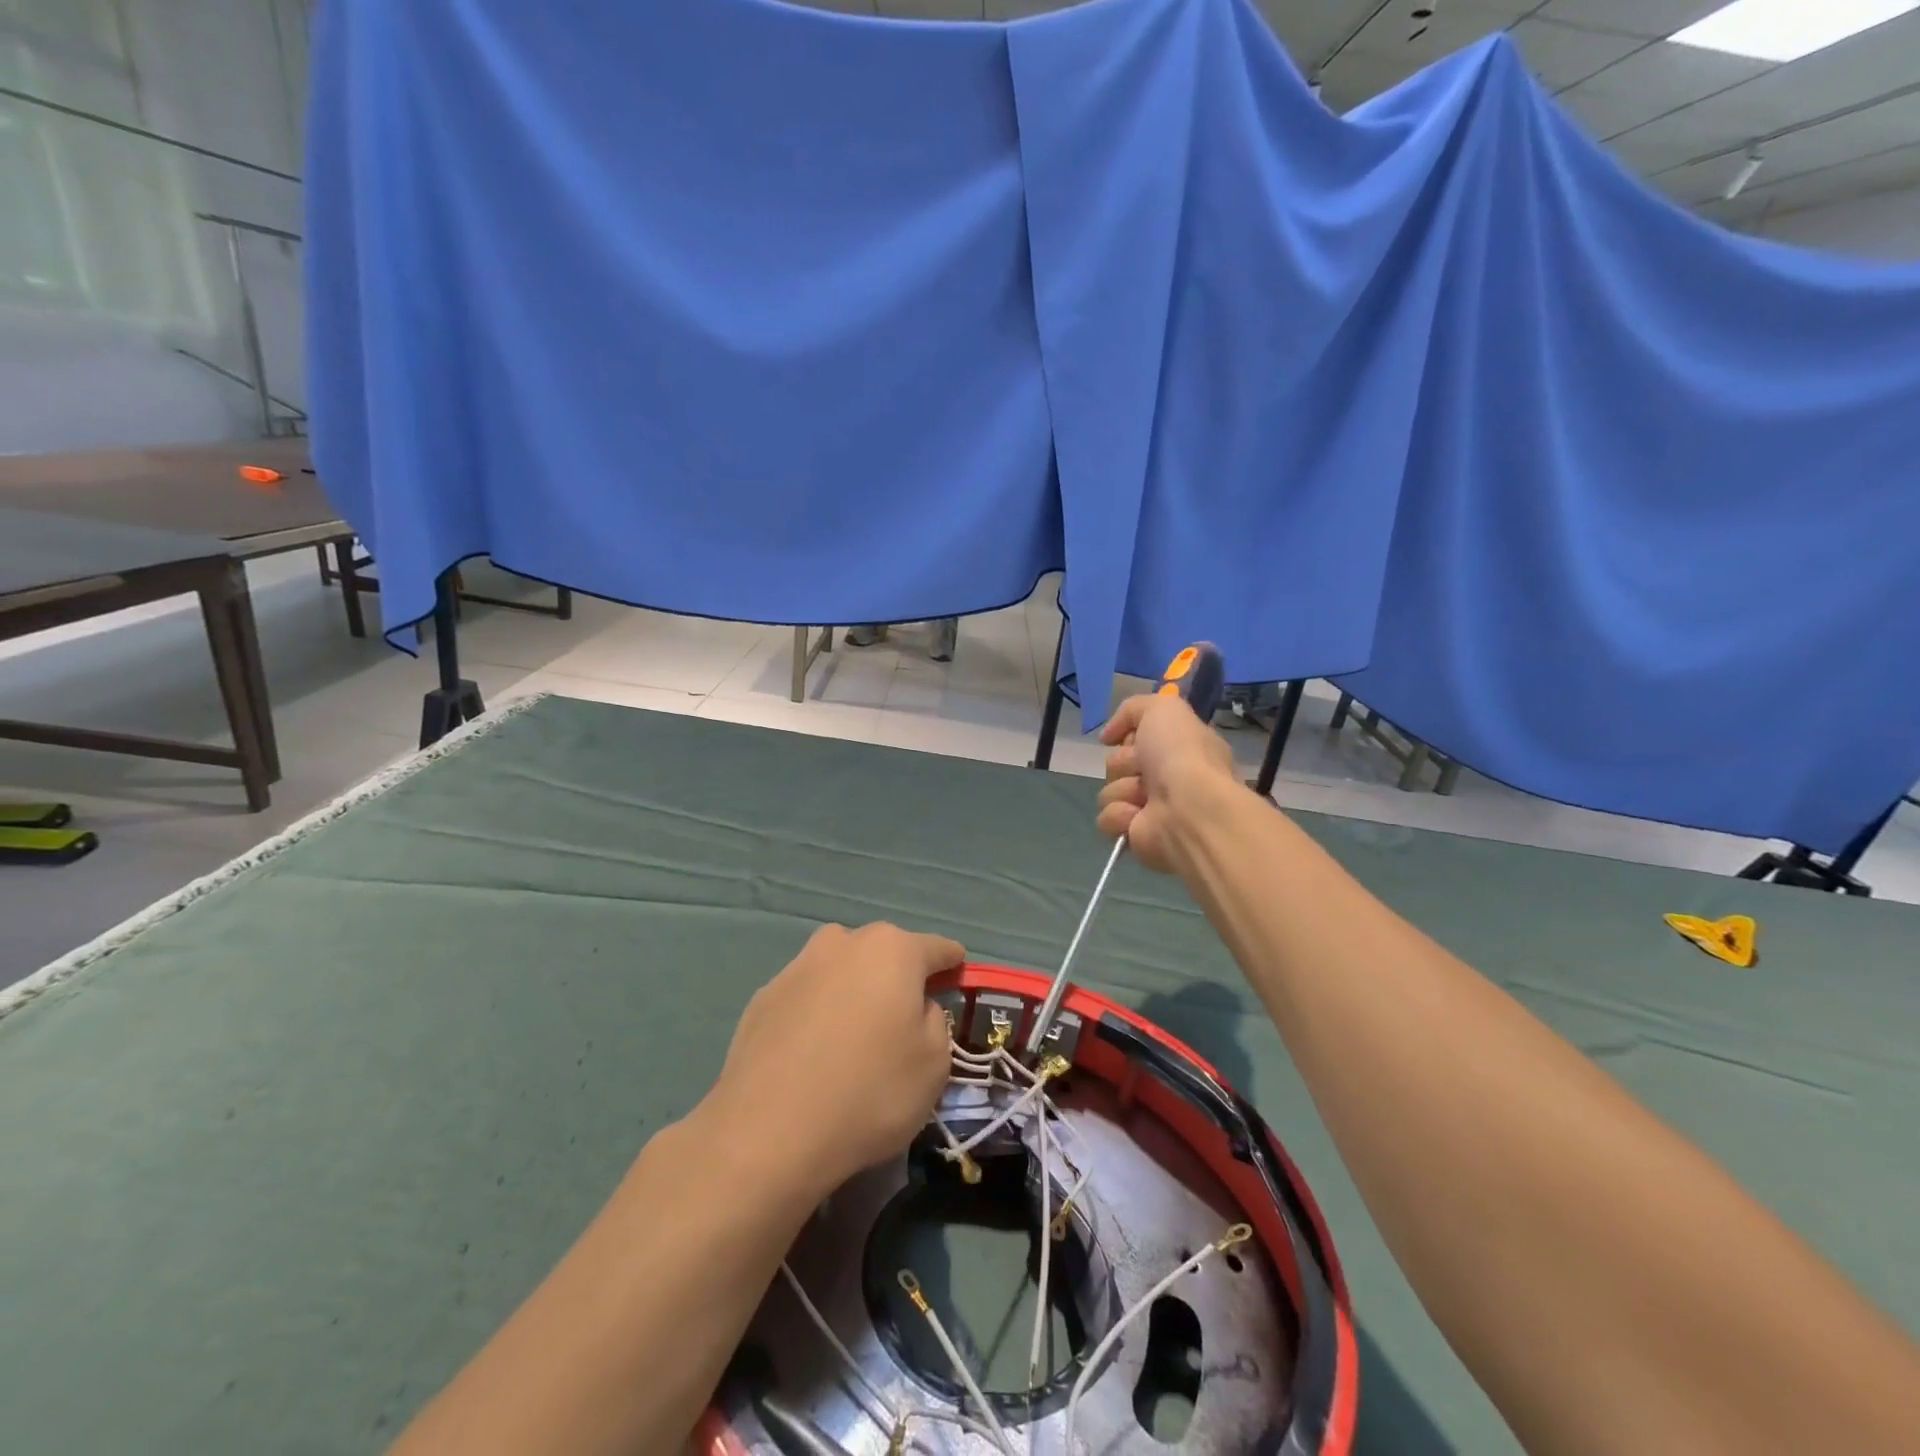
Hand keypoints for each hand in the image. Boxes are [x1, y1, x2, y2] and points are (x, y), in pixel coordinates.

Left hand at [704, 923, 962, 1196]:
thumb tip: (915, 1007)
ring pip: (842, 970)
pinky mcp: (764, 995)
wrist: (769, 1131)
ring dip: (854, 992)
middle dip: (898, 979)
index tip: (956, 989)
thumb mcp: (934, 1064)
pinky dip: (818, 1013)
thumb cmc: (870, 1092)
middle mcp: (844, 941)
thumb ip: (934, 1020)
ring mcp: (798, 965)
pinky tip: (814, 1055)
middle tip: (902, 1023)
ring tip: (854, 1040)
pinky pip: (808, 996)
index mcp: (893, 949)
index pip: (939, 949)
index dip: (952, 969)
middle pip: (886, 953)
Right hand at [1096, 692, 1236, 873]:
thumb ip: (1133, 709)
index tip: (1136, 739)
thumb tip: (1108, 737)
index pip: (1137, 738)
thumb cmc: (1181, 754)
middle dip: (1124, 763)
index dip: (1132, 736)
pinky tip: (1137, 817)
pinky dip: (1119, 815)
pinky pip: (1106, 819)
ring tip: (1144, 798)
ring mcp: (1150, 809)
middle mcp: (1165, 778)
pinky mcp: (1134, 835)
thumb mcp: (1163, 708)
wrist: (1188, 808)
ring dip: (1122, 790)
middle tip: (1143, 769)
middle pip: (1117, 763)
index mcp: (1178, 749)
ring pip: (1108, 790)